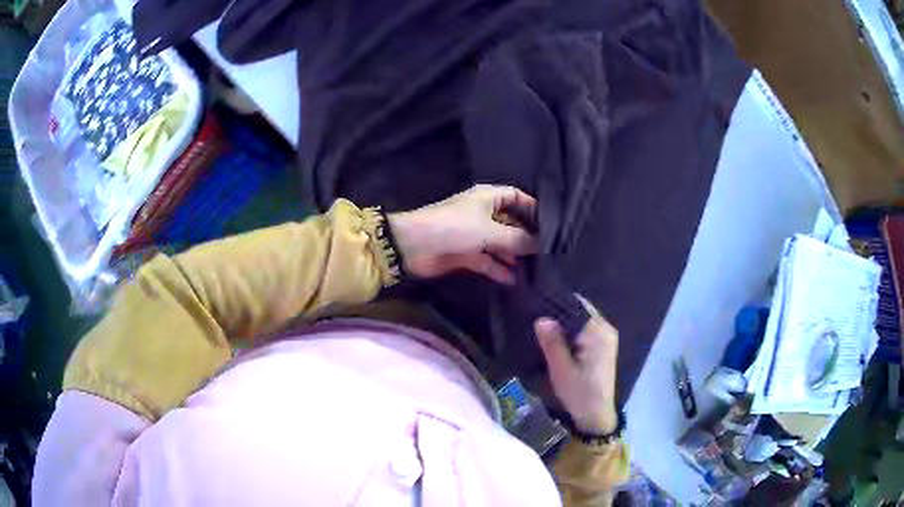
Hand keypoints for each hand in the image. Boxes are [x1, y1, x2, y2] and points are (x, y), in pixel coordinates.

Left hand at [388, 184, 536, 283]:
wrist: (413, 246)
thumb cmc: (454, 228)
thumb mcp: (490, 231)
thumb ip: (517, 239)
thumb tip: (541, 244)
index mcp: (488, 198)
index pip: (517, 197)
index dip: (534, 209)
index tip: (552, 226)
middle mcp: (484, 214)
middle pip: (511, 223)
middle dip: (526, 237)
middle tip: (548, 253)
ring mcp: (475, 234)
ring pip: (500, 244)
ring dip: (513, 256)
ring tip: (535, 270)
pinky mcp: (466, 253)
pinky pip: (487, 261)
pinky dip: (498, 269)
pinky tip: (512, 280)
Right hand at [535, 297, 619, 434]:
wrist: (596, 415)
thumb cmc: (579, 392)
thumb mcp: (561, 369)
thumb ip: (552, 342)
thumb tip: (542, 318)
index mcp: (598, 331)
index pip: (576, 305)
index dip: (556, 302)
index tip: (535, 302)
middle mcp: (606, 329)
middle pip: (580, 311)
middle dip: (558, 312)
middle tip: (534, 314)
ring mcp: (606, 337)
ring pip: (581, 320)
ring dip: (564, 322)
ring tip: (541, 324)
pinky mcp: (603, 346)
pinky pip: (585, 330)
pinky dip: (571, 331)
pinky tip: (555, 337)